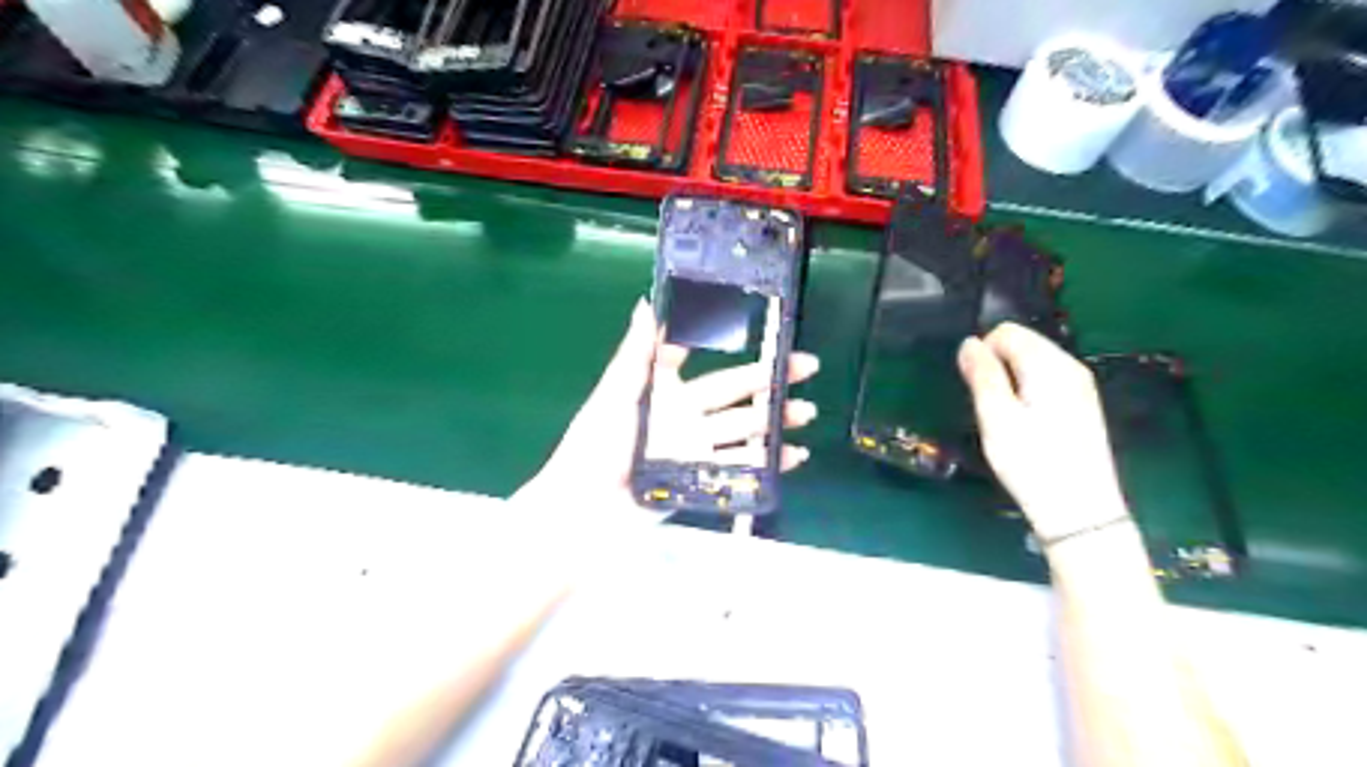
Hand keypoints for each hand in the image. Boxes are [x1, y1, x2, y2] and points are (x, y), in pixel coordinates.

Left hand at [511, 299, 809, 520]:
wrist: (587, 505)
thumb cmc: (597, 442)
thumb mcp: (616, 391)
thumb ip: (637, 352)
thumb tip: (648, 304)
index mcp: (668, 390)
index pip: (708, 362)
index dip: (737, 349)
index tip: (766, 334)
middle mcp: (688, 416)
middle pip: (738, 395)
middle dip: (772, 382)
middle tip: (806, 367)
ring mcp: (699, 449)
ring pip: (747, 430)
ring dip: (777, 420)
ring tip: (805, 413)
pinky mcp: (705, 479)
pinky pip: (743, 468)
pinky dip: (771, 463)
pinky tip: (794, 455)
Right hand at [952, 320, 1127, 538]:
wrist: (1079, 510)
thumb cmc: (1032, 462)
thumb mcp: (996, 417)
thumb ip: (982, 375)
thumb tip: (968, 343)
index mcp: (1050, 364)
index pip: (1006, 332)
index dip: (983, 353)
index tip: (977, 389)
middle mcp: (1070, 366)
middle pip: (1022, 343)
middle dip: (997, 366)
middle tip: (989, 407)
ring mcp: (1080, 385)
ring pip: (1032, 362)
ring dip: (1010, 380)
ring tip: (1005, 419)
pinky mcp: (1081, 404)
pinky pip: (1045, 380)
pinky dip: (1026, 391)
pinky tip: (1025, 424)